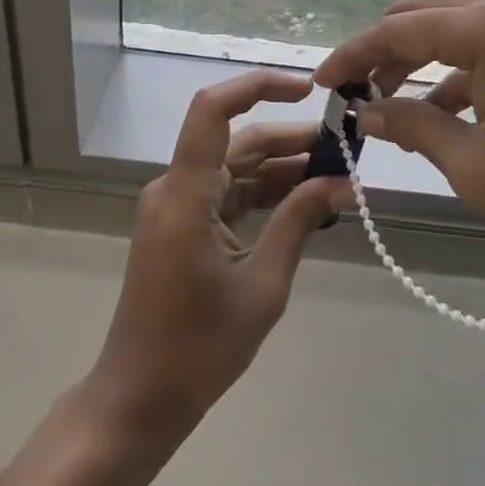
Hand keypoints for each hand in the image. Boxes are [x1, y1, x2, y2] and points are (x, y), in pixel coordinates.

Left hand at [85, 70, 351, 441]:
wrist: (139, 398)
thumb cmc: (198, 348)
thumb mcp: (262, 286)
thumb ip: (299, 223)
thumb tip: (342, 182)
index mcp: (186, 195)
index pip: (213, 110)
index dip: (257, 87)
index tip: (308, 90)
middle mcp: (176, 188)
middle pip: (237, 140)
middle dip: (291, 139)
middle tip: (345, 147)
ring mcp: (176, 206)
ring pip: (235, 166)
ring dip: (282, 167)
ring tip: (336, 175)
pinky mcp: (182, 224)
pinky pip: (227, 193)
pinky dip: (264, 193)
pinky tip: (304, 201)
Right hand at [315, 0, 484, 252]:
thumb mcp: (474, 163)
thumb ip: (412, 128)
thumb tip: (365, 113)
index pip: (397, 31)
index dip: (352, 55)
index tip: (320, 82)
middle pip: (417, 16)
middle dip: (379, 52)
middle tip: (352, 94)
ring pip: (445, 27)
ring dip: (411, 60)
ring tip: (384, 104)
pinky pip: (476, 45)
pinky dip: (447, 70)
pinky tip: (434, 111)